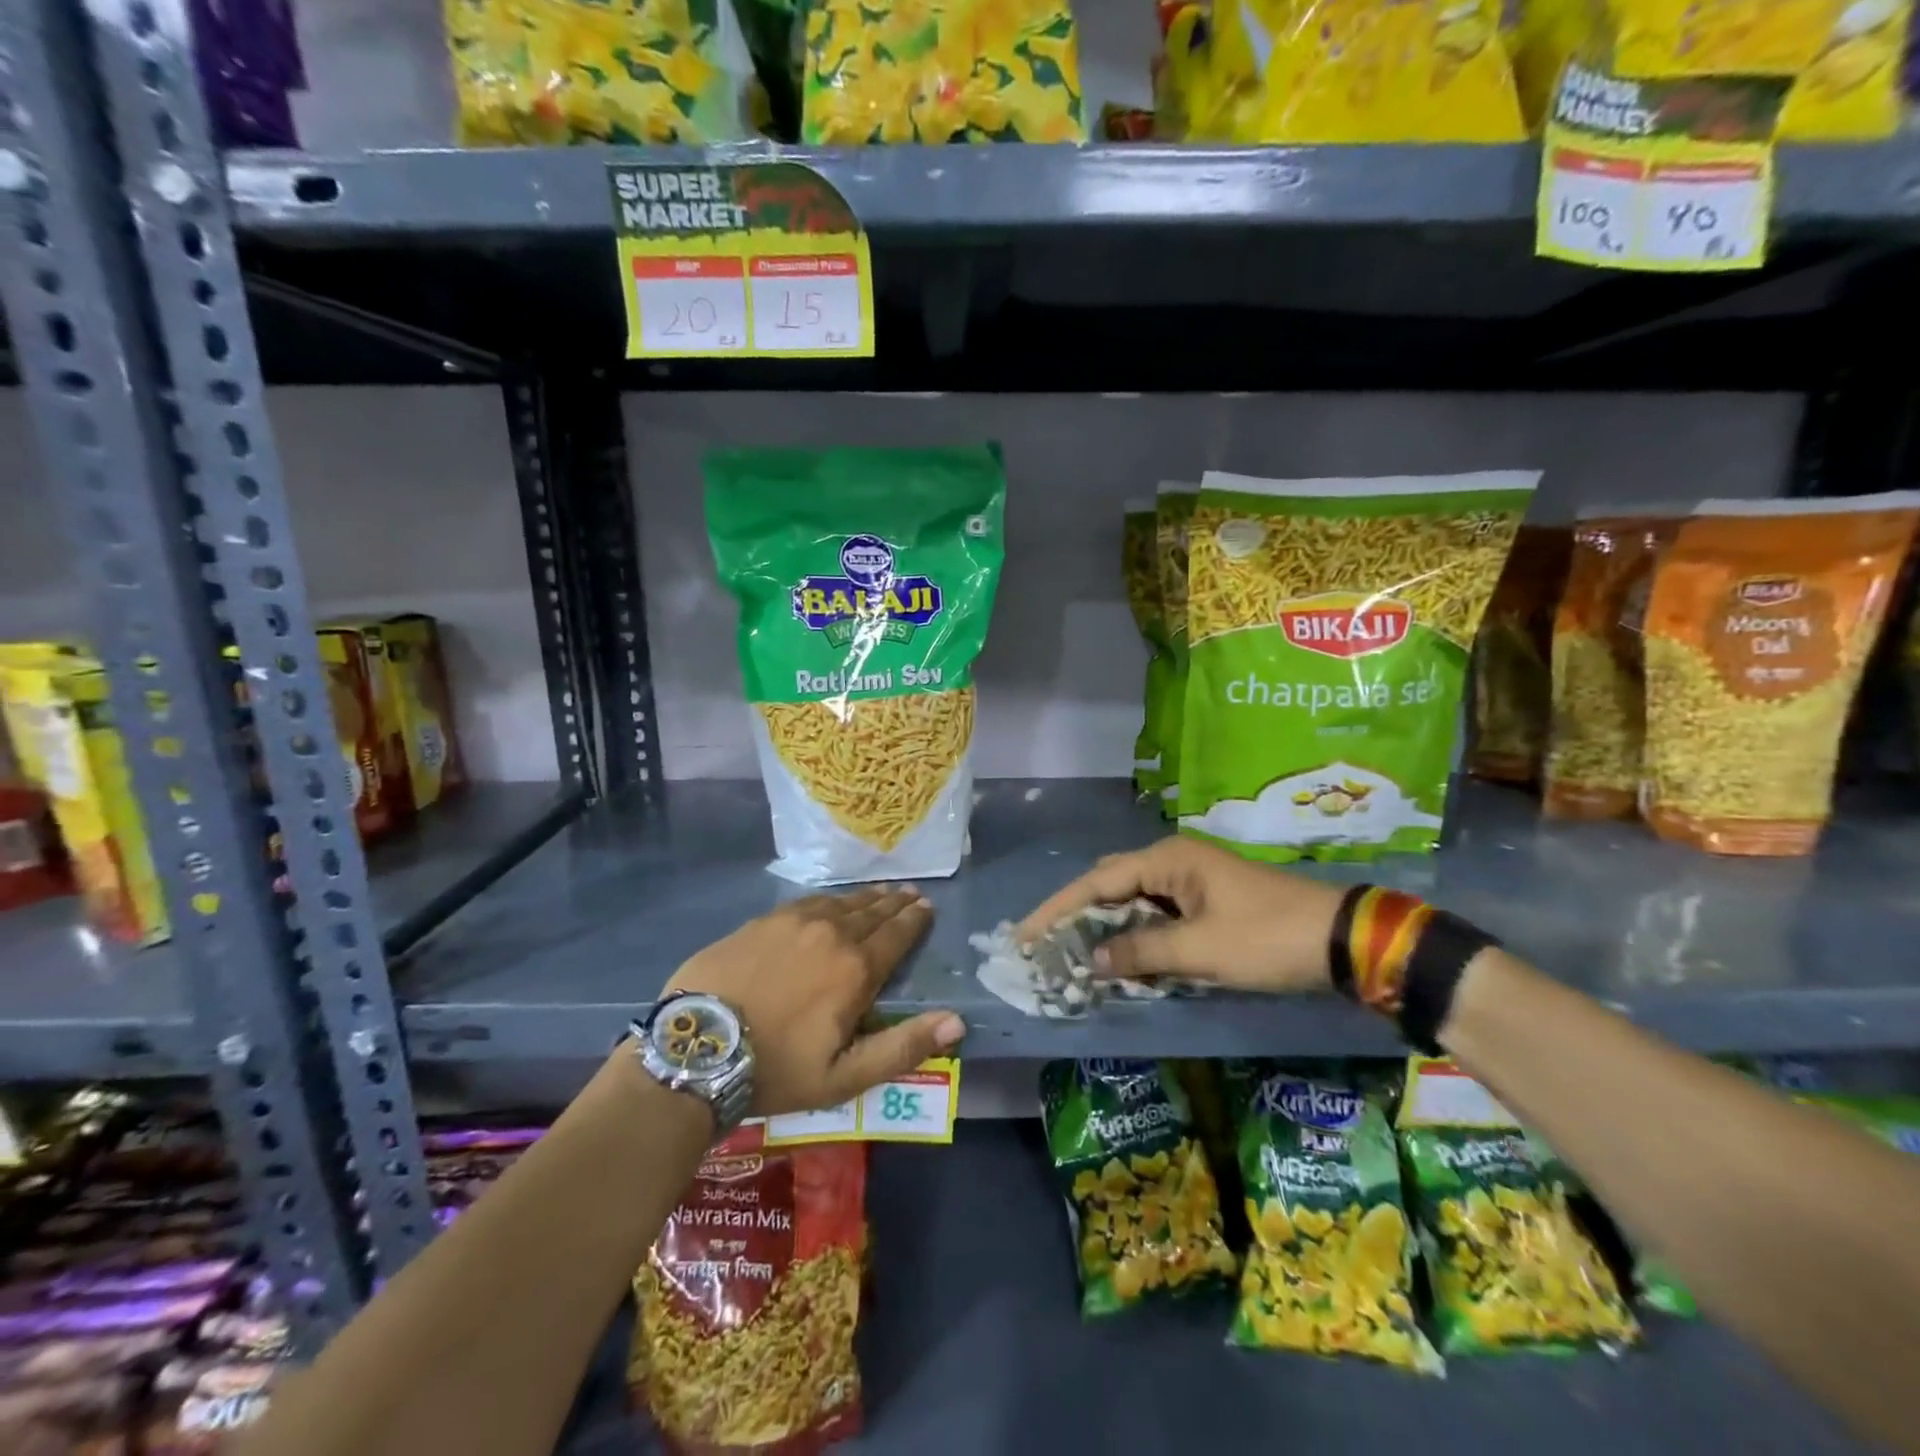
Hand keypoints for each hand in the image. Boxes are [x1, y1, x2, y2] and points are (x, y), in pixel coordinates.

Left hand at [663, 886, 964, 1116]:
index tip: (927, 907)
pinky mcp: (763, 920)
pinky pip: (808, 901)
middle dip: (895, 903)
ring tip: (881, 892)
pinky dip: (830, 899)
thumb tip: (958, 1022)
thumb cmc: (776, 1069)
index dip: (914, 921)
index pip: (896, 935)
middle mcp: (831, 933)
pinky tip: (831, 901)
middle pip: (872, 912)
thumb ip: (903, 1047)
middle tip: (911, 894)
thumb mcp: (845, 1076)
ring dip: (866, 898)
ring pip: (841, 903)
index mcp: (856, 969)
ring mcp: (794, 921)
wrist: (697, 1047)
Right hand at [1016, 837, 1341, 993]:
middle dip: (1078, 916)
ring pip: (1134, 903)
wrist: (1341, 940)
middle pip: (1110, 886)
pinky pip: (1157, 916)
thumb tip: (1092, 961)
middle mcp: (1173, 862)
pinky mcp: (1206, 902)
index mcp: (1167, 859)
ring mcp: (1191, 881)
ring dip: (1107, 929)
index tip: (1025, 934)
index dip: (1058, 908)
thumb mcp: (1201, 949)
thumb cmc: (1266, 938)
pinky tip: (1122, 960)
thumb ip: (1142, 953)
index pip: (1097, 882)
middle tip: (1047, 948)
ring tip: (1074, 957)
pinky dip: (1136, 937)